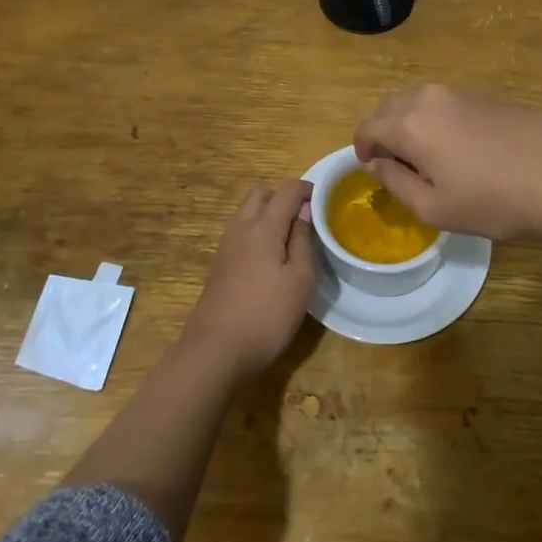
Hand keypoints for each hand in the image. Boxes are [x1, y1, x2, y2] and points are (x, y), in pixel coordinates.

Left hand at [182, 179, 316, 382]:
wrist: (215, 352)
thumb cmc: (266, 315)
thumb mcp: (300, 279)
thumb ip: (304, 240)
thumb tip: (305, 212)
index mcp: (263, 226)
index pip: (286, 189)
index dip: (307, 189)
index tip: (326, 201)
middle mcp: (241, 228)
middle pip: (262, 194)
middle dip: (284, 198)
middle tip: (306, 221)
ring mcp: (226, 246)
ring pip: (248, 213)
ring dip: (269, 215)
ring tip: (292, 241)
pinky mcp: (220, 265)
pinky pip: (241, 233)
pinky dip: (258, 233)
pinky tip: (272, 260)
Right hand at [354, 84, 541, 242]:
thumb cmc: (494, 201)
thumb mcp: (435, 208)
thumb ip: (395, 183)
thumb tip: (376, 165)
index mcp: (410, 124)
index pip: (367, 128)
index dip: (362, 150)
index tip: (373, 170)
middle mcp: (430, 97)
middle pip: (389, 106)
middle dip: (383, 131)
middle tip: (396, 164)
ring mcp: (462, 92)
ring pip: (418, 100)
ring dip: (409, 122)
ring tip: (427, 156)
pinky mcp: (488, 95)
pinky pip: (446, 102)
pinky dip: (437, 119)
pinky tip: (461, 147)